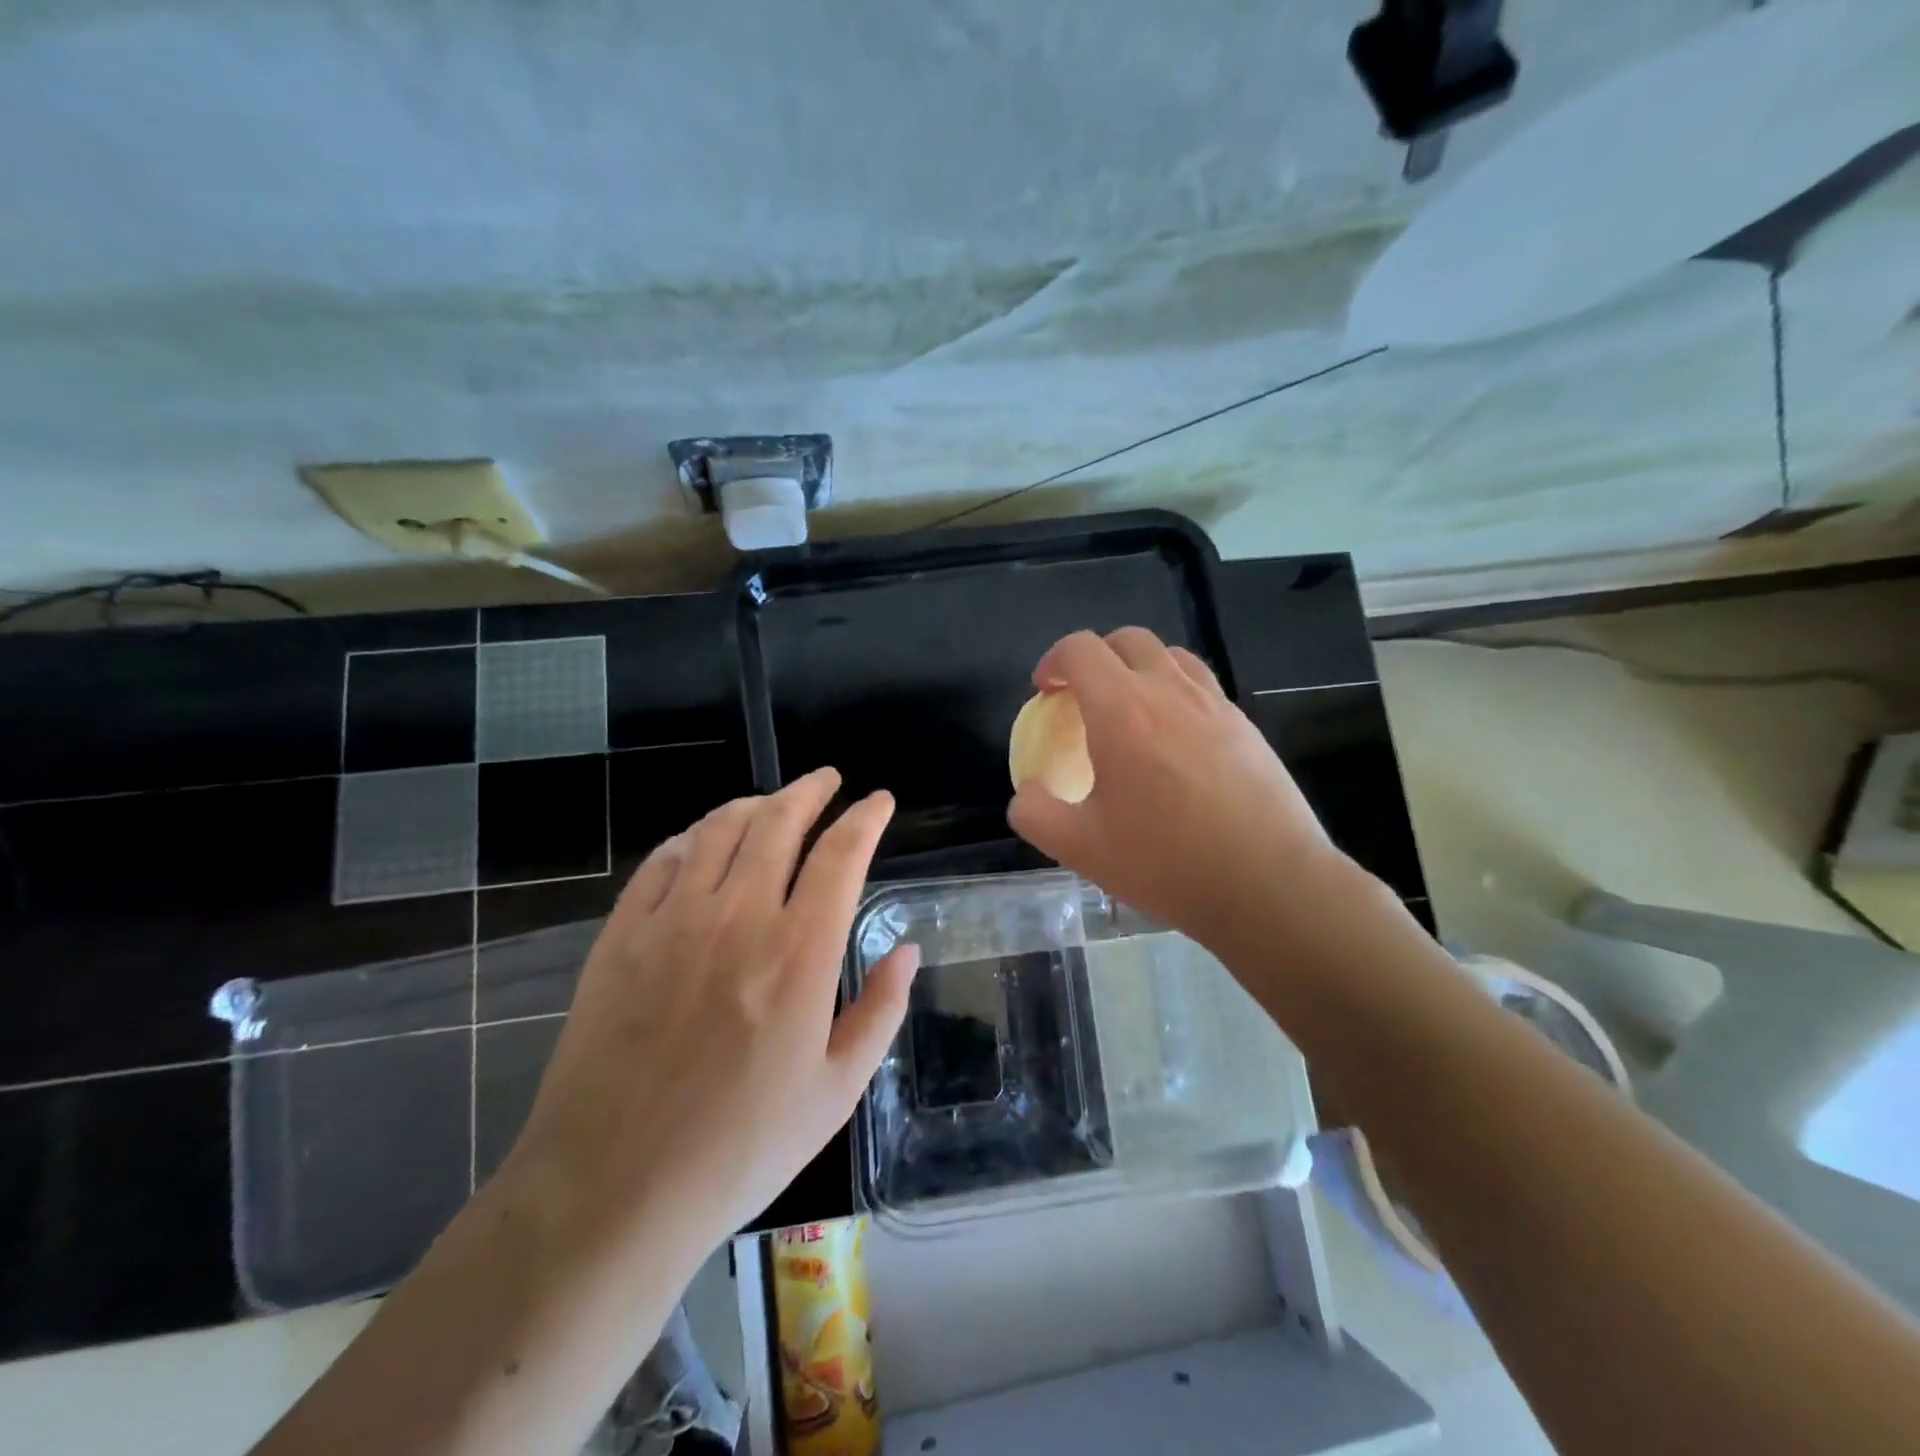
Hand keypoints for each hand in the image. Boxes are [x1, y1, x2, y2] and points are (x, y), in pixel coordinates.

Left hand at [498, 768, 916, 1266]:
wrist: (612, 1190)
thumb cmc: (740, 1148)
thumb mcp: (837, 1092)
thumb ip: (880, 1010)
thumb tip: (907, 950)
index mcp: (799, 952)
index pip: (840, 854)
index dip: (865, 818)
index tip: (879, 801)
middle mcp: (737, 916)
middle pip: (779, 822)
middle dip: (811, 791)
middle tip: (828, 780)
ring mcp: (672, 920)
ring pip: (718, 829)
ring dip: (754, 805)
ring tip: (772, 802)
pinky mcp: (621, 936)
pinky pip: (661, 861)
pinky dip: (691, 837)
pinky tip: (701, 840)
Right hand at [1008, 628, 1350, 955]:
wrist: (1269, 885)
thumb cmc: (1166, 863)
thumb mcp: (1079, 848)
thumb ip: (1036, 813)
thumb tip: (1027, 793)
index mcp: (1122, 710)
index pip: (1081, 649)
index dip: (1053, 661)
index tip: (1045, 692)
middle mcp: (1170, 692)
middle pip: (1127, 640)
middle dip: (1095, 657)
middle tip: (1082, 697)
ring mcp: (1216, 705)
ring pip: (1171, 656)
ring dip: (1139, 668)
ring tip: (1129, 711)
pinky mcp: (1247, 727)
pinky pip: (1203, 687)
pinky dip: (1176, 694)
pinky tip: (1175, 743)